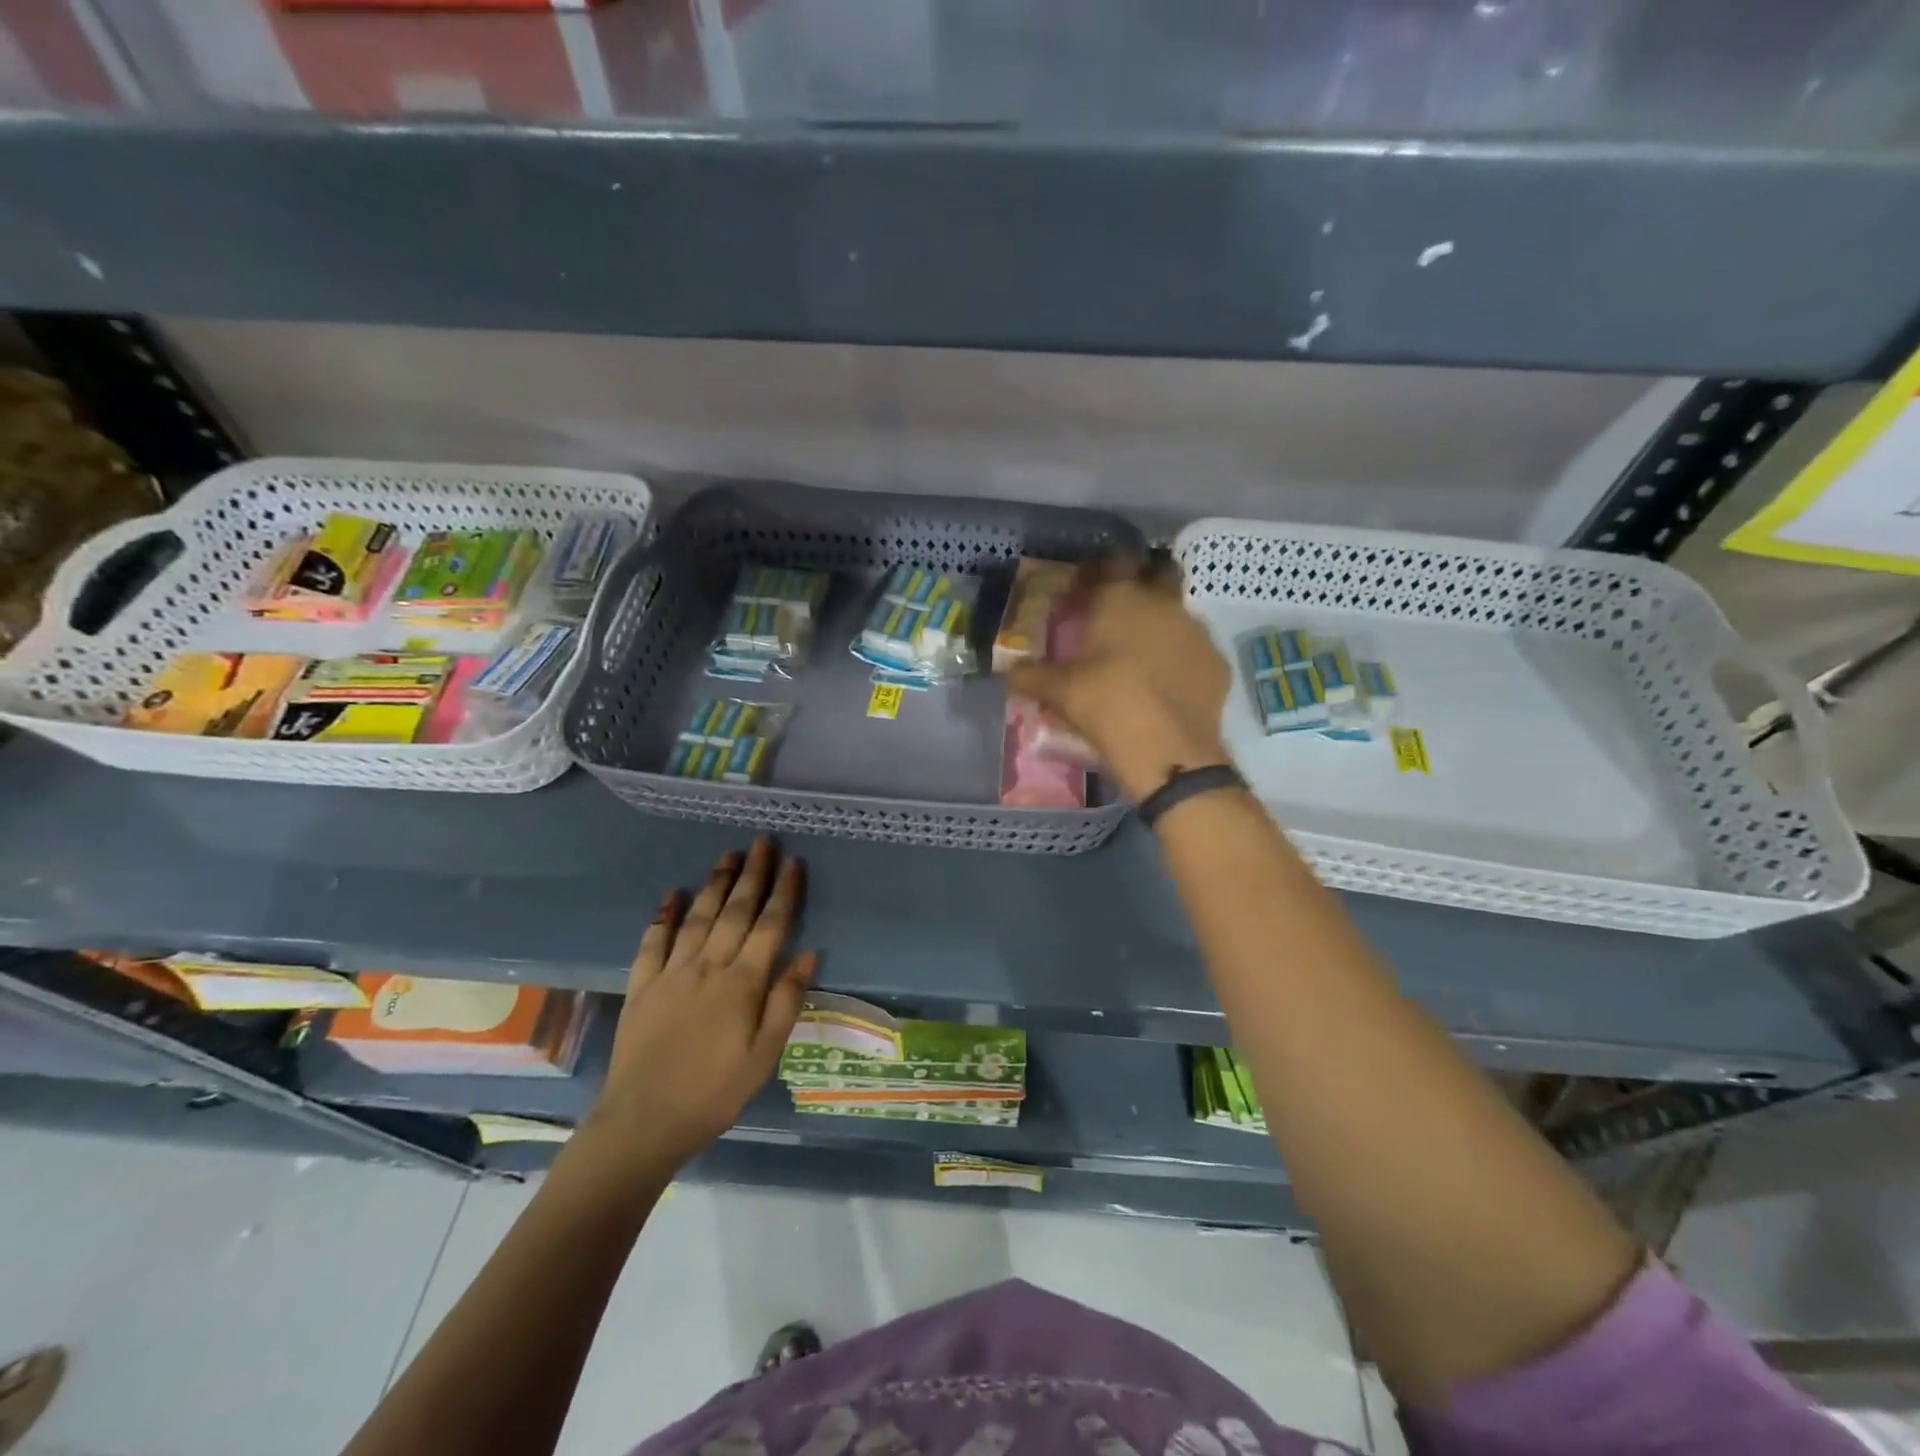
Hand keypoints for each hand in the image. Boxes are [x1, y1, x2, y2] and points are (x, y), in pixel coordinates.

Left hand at [585, 838, 814, 1172]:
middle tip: (762, 842)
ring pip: (698, 916)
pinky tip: (672, 894)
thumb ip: (786, 1002)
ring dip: (715, 883)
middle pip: (735, 911)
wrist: (643, 1122)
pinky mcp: (642, 985)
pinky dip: (663, 915)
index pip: (770, 926)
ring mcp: (671, 973)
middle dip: (752, 873)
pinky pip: (653, 941)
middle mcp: (708, 966)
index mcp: (742, 984)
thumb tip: (809, 954)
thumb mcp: (764, 1055)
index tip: (794, 863)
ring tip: (727, 854)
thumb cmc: (715, 1092)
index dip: (784, 892)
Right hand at [1008, 555, 1231, 800]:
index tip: (1085, 588)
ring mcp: (1196, 631)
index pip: (1112, 562)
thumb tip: (1011, 671)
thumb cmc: (1104, 704)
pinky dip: (1181, 659)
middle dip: (1144, 583)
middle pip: (1160, 574)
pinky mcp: (1217, 662)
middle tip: (1122, 610)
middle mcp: (1163, 603)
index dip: (1098, 571)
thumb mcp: (1056, 691)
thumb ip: (1030, 676)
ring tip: (1142, 655)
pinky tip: (1167, 684)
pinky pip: (1195, 650)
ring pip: (1179, 613)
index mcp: (1121, 598)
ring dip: (1163, 624)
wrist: (1166, 749)